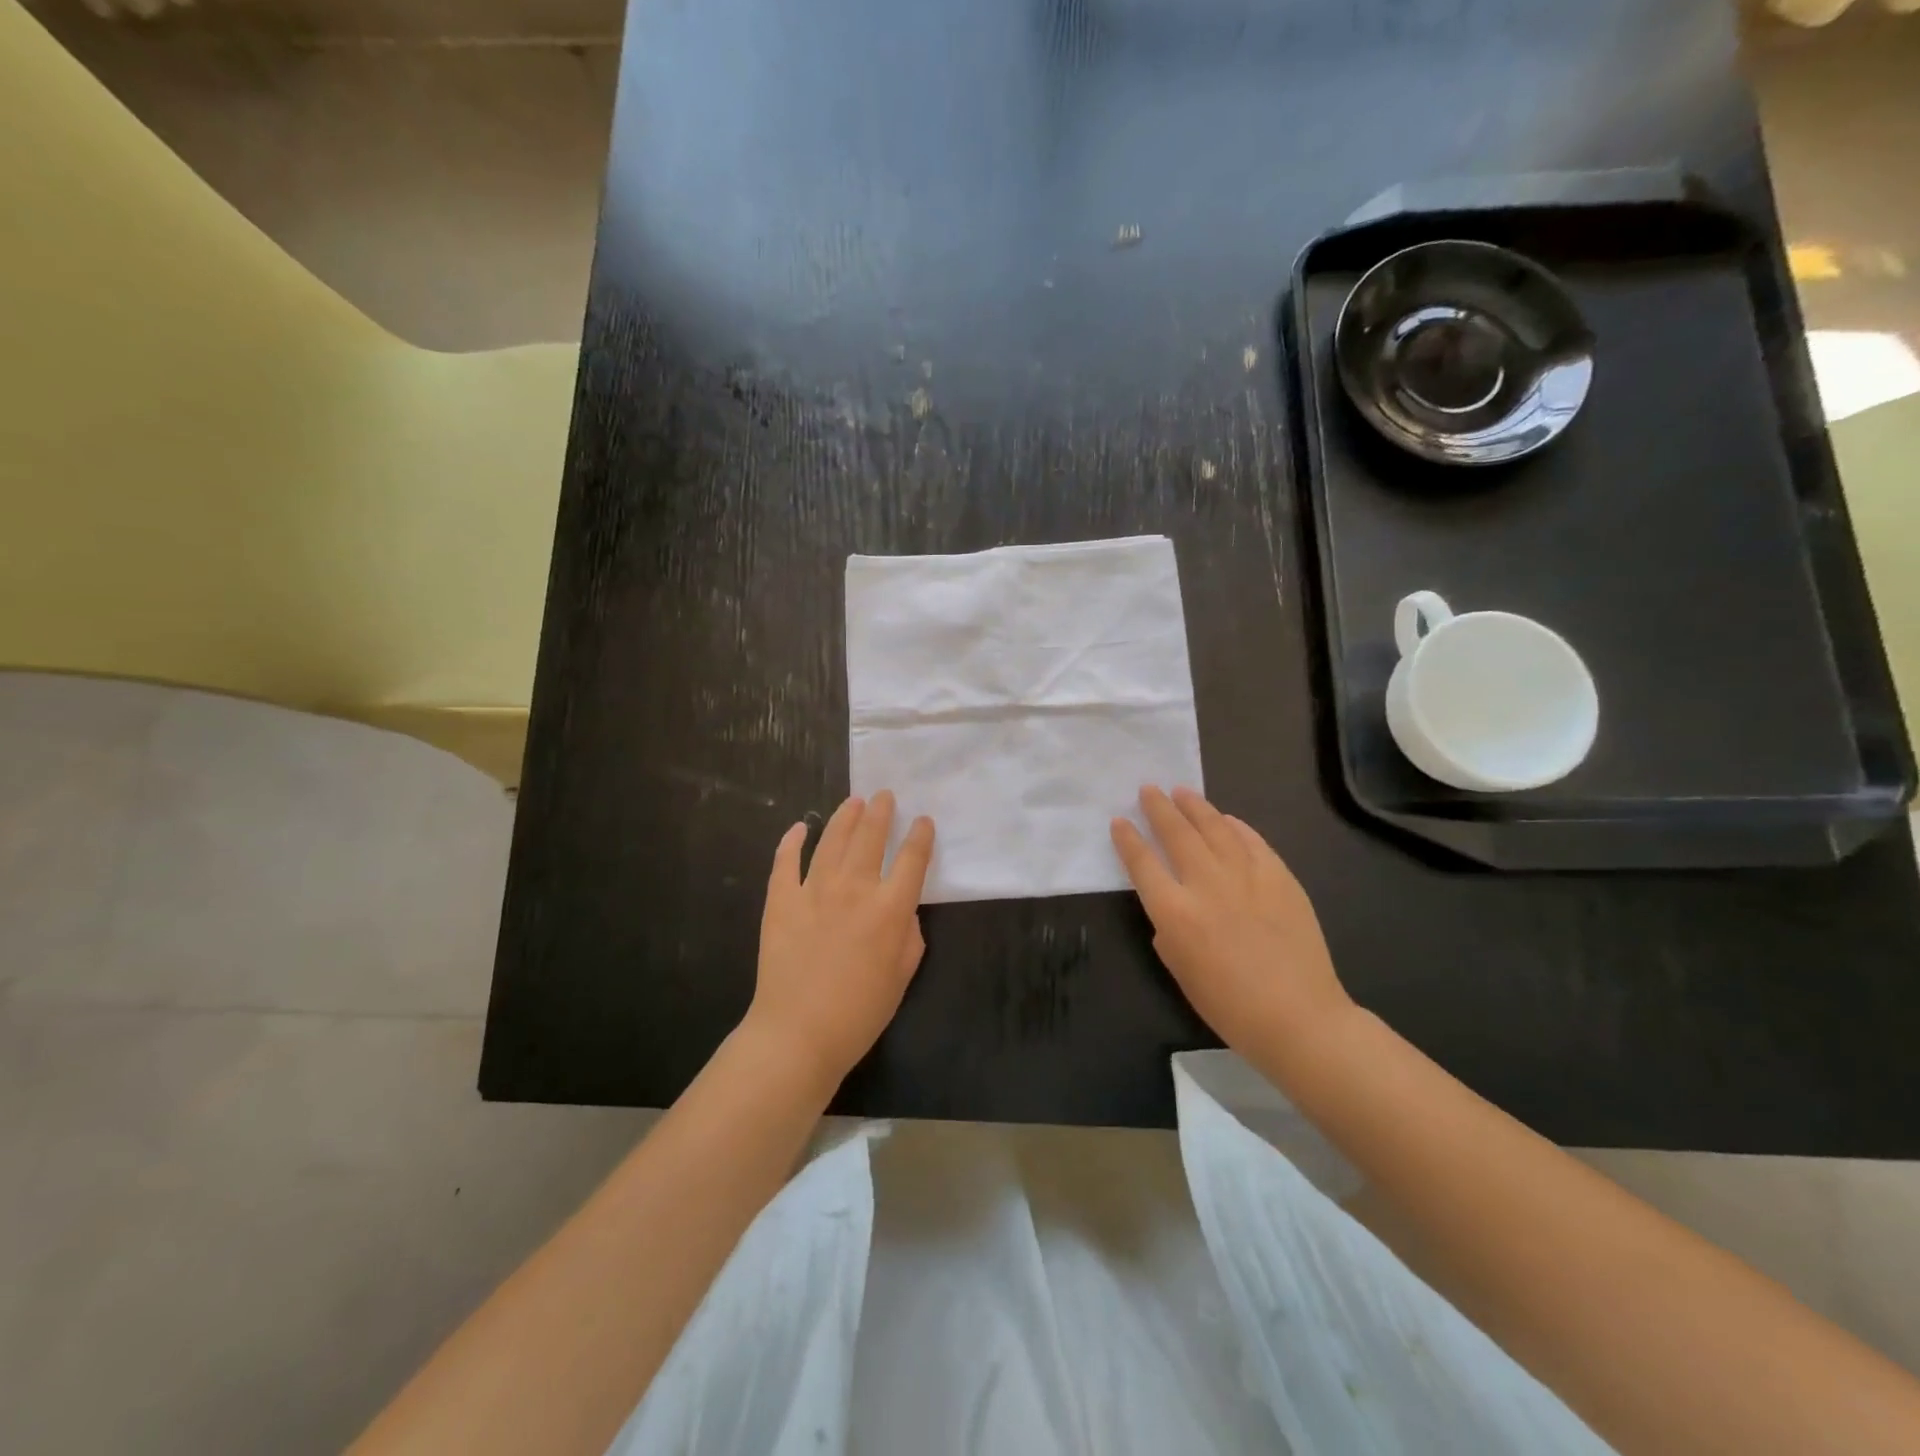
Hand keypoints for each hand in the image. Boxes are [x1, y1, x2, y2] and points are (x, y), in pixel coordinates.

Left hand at [747, 792, 935, 1091]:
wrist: (799, 1033)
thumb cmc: (860, 1012)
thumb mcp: (902, 975)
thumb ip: (909, 935)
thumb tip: (902, 910)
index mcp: (890, 908)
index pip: (912, 859)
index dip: (921, 836)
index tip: (923, 821)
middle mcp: (855, 888)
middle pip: (871, 837)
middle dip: (881, 812)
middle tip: (884, 796)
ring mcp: (814, 890)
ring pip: (833, 840)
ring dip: (846, 817)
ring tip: (854, 802)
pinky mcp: (781, 900)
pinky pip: (786, 861)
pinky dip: (793, 841)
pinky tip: (801, 827)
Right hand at [1111, 786, 1352, 1060]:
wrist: (1298, 1017)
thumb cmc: (1229, 1006)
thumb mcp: (1179, 968)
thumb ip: (1167, 928)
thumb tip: (1171, 904)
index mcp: (1175, 912)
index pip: (1143, 863)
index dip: (1128, 839)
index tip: (1119, 822)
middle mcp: (1206, 884)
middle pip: (1176, 833)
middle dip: (1159, 808)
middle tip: (1149, 790)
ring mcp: (1246, 876)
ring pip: (1215, 827)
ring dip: (1195, 806)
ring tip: (1182, 792)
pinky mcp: (1280, 876)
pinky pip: (1252, 840)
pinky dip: (1235, 825)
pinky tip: (1226, 818)